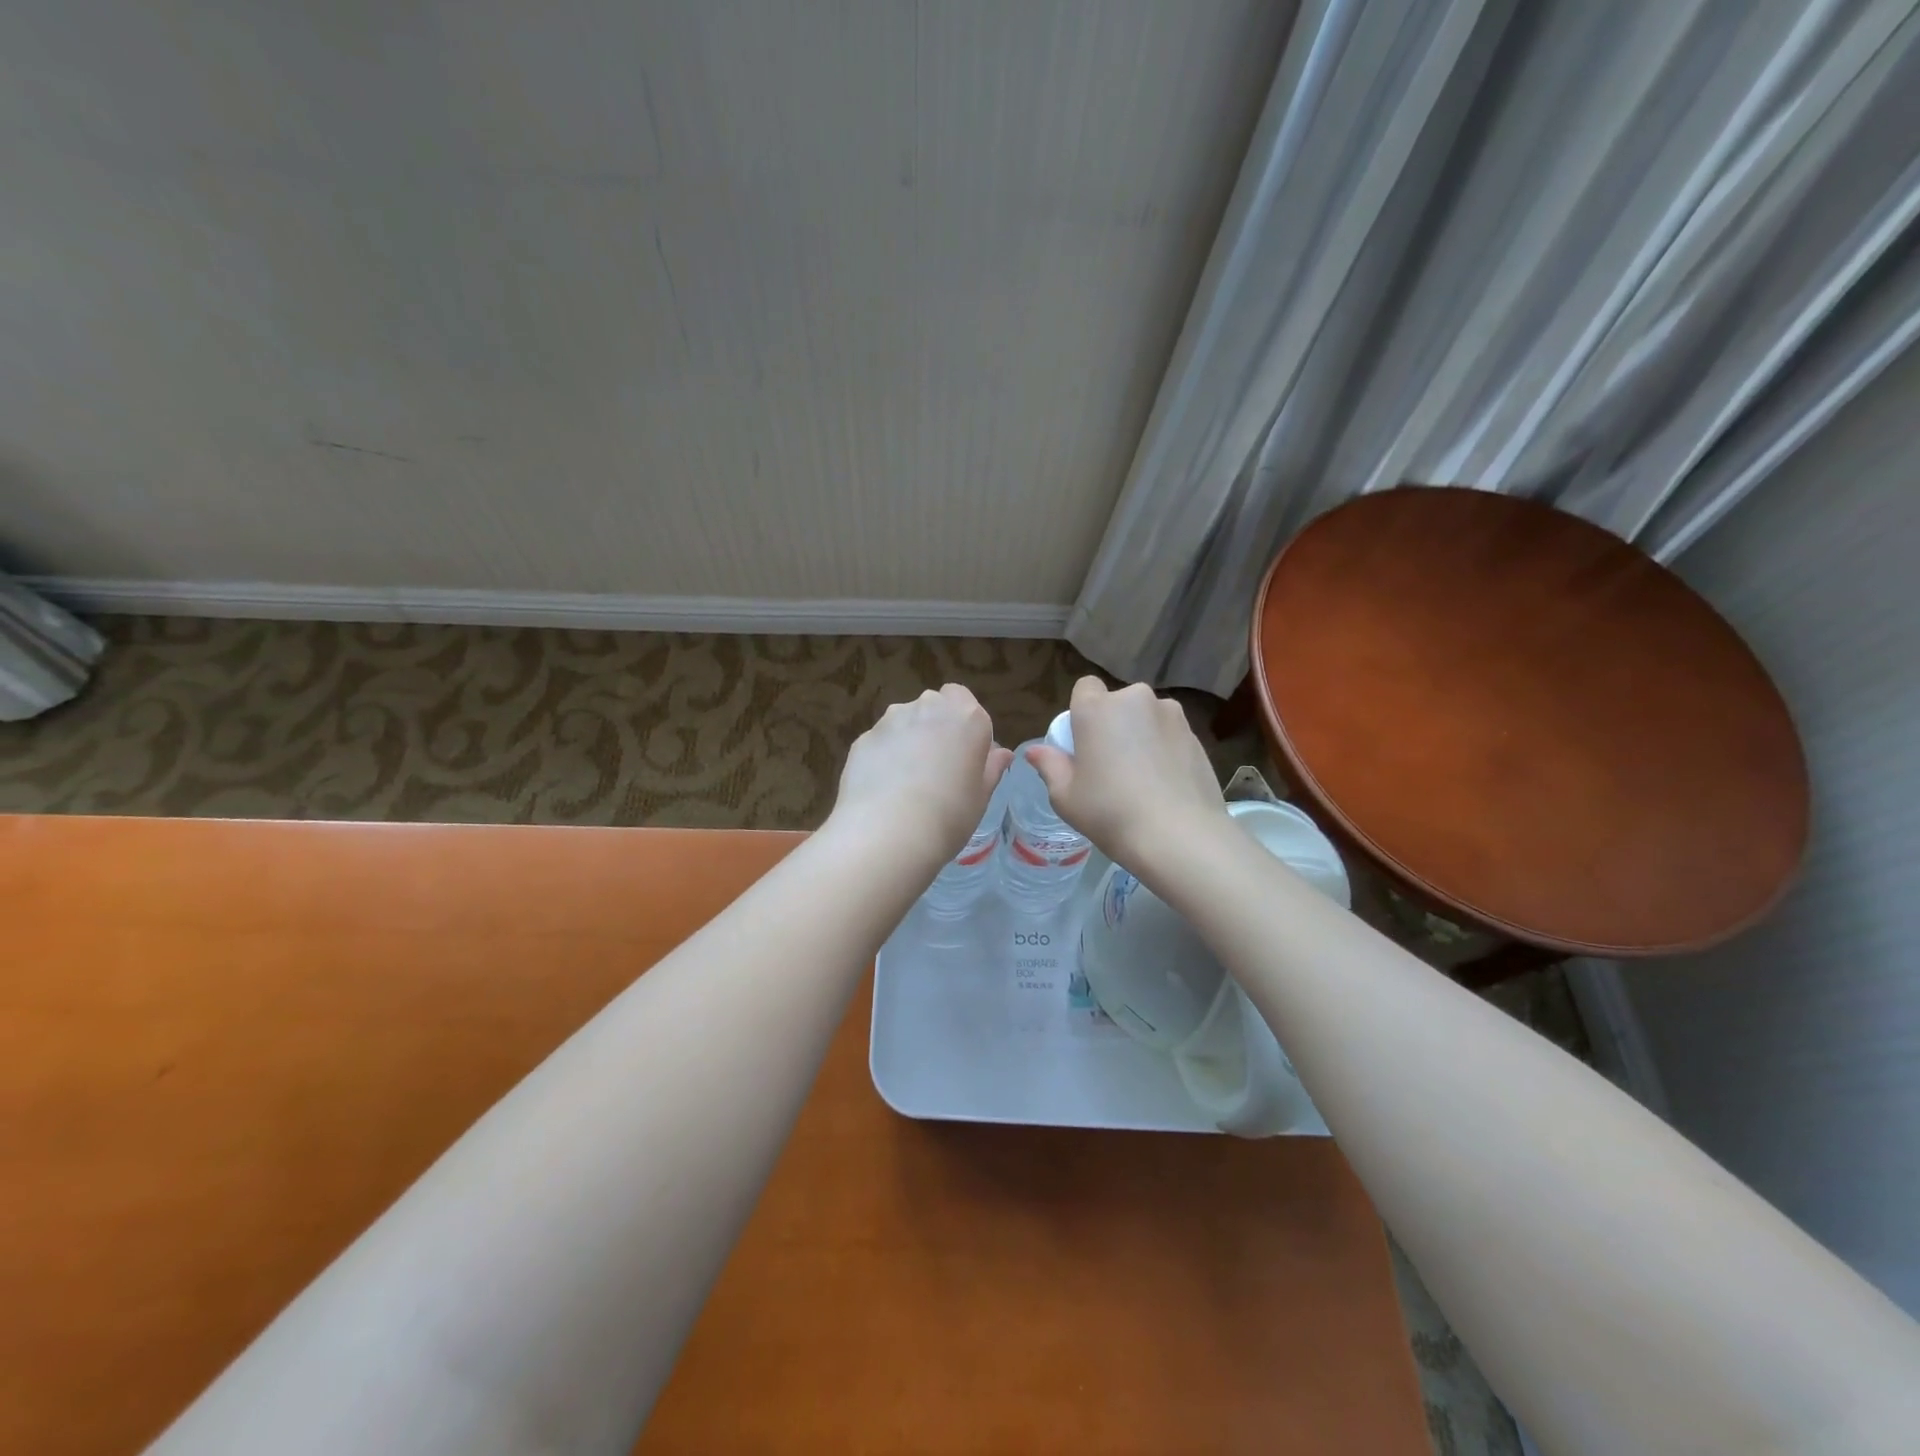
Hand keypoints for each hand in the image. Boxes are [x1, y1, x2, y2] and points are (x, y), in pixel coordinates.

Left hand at [830, 685, 1012, 867]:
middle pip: (932, 706)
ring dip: (908, 739)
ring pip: (903, 721)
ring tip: (906, 780)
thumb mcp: (981, 796)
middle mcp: (928, 707)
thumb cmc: (950, 815)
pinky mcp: (863, 738)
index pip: (962, 699)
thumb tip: (1000, 753)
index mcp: (966, 717)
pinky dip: (883, 756)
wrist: (888, 832)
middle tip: (937, 767)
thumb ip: (991, 768)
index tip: (964, 753)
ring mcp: (891, 720)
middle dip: (935, 727)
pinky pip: (881, 742)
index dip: (961, 723)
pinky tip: (883, 788)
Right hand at [1026, 676, 1225, 872]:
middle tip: (1110, 764)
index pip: (1085, 687)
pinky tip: (1165, 784)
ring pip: (1147, 717)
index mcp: (1097, 708)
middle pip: (1118, 703)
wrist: (1180, 836)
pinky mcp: (1196, 735)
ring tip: (1142, 776)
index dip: (1083, 711)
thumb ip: (1049, 766)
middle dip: (1114, 723)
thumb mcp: (1065, 797)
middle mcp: (1135, 699)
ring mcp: (1171, 715)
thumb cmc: (1110, 813)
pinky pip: (1170, 734)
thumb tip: (1035, 751)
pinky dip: (1165, 749)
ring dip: (1142, 734)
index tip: (1084, 742)